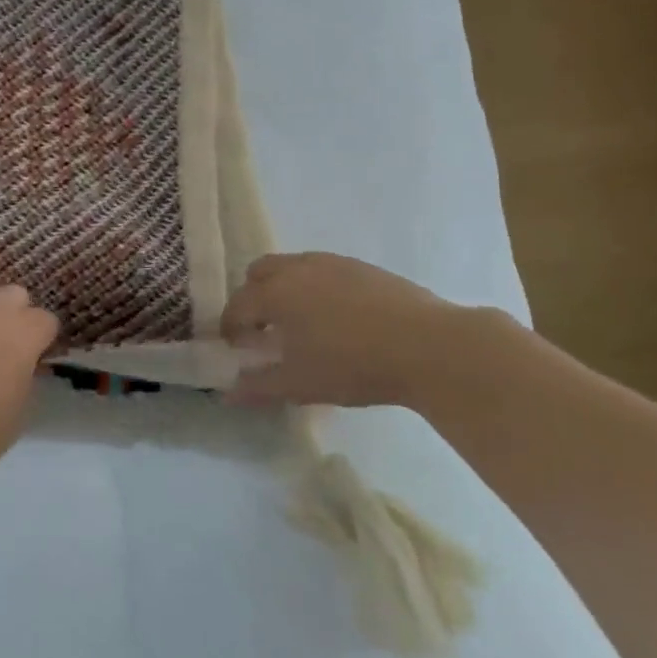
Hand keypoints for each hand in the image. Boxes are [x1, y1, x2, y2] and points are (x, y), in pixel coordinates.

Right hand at [221, 252, 487, 410]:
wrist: (429, 346)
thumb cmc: (353, 365)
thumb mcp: (300, 384)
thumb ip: (259, 387)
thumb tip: (227, 394)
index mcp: (275, 293)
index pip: (238, 305)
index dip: (231, 327)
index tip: (234, 347)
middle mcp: (298, 269)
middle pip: (259, 272)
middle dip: (253, 297)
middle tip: (264, 329)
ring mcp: (333, 263)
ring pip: (293, 266)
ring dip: (284, 288)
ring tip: (302, 323)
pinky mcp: (363, 267)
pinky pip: (324, 270)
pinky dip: (315, 287)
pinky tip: (338, 318)